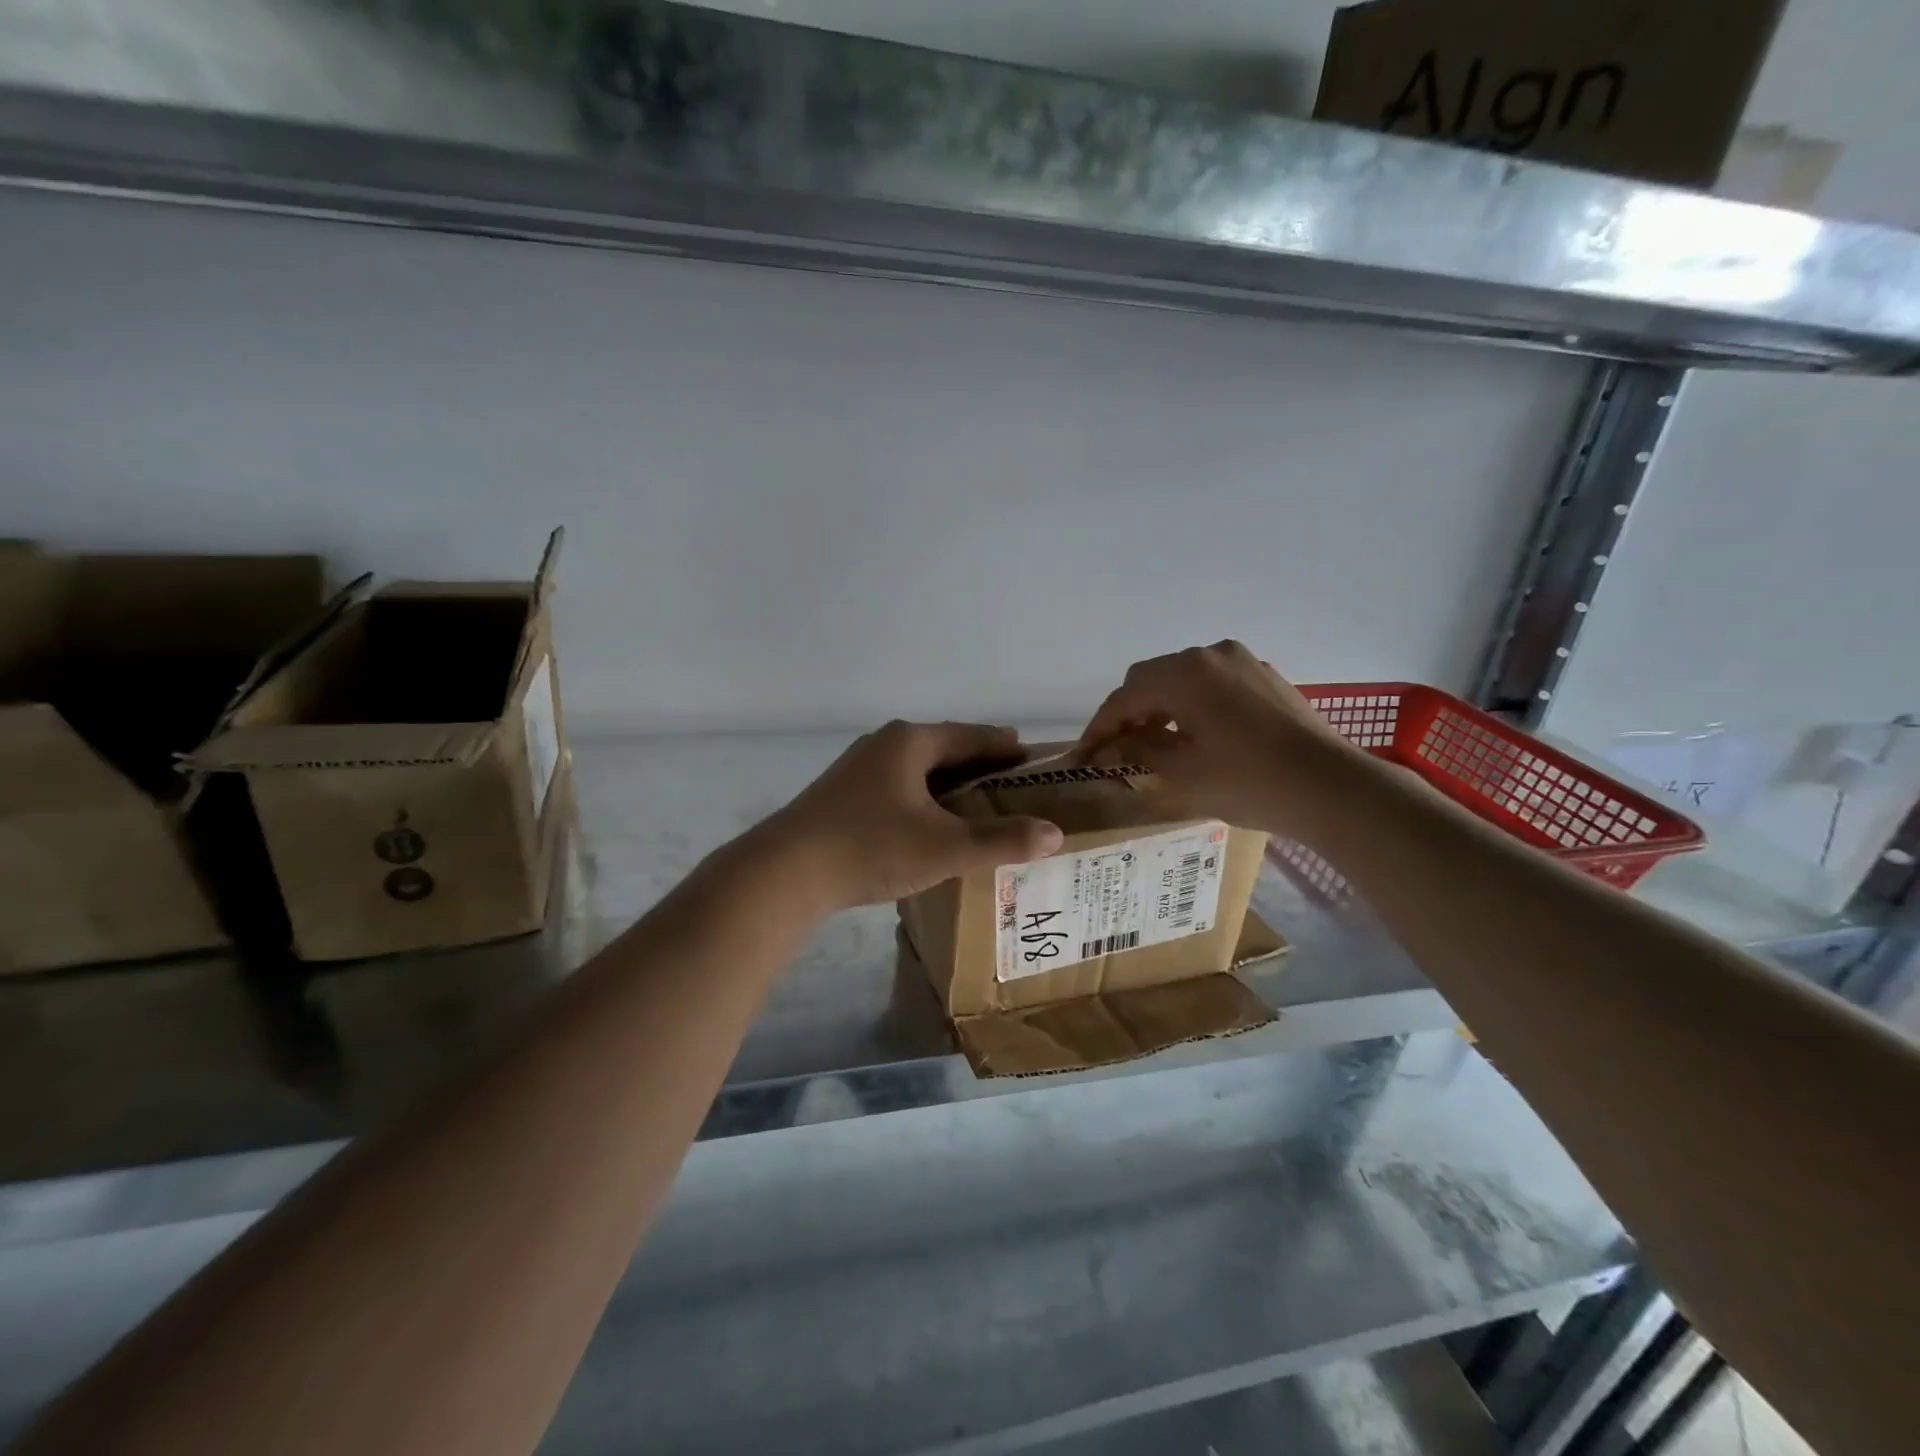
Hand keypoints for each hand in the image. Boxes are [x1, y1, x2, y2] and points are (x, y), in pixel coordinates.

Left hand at [767, 721, 1064, 909]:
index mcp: (911, 741)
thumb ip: (1002, 840)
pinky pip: (898, 789)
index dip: (1007, 748)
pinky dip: (924, 801)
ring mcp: (858, 768)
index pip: (973, 736)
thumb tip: (1054, 834)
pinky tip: (931, 826)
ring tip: (979, 809)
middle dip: (981, 768)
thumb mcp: (946, 847)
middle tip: (1015, 788)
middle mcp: (884, 744)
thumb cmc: (871, 847)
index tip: (1035, 759)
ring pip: (919, 771)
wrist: (785, 873)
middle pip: (945, 750)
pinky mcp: (842, 795)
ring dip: (950, 787)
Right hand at [1078, 641, 1358, 837]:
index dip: (1100, 727)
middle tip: (1117, 749)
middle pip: (1152, 679)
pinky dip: (1193, 704)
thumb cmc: (1247, 781)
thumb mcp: (1180, 772)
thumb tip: (1104, 749)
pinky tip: (1196, 734)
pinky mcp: (1266, 678)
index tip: (1084, 755)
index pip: (1124, 696)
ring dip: (1161, 707)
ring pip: (1183, 679)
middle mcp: (1211, 655)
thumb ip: (1135, 752)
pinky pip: (1213, 684)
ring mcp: (1243, 662)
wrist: (1331, 787)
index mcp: (1184, 673)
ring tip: (1154, 743)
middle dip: (1129, 712)